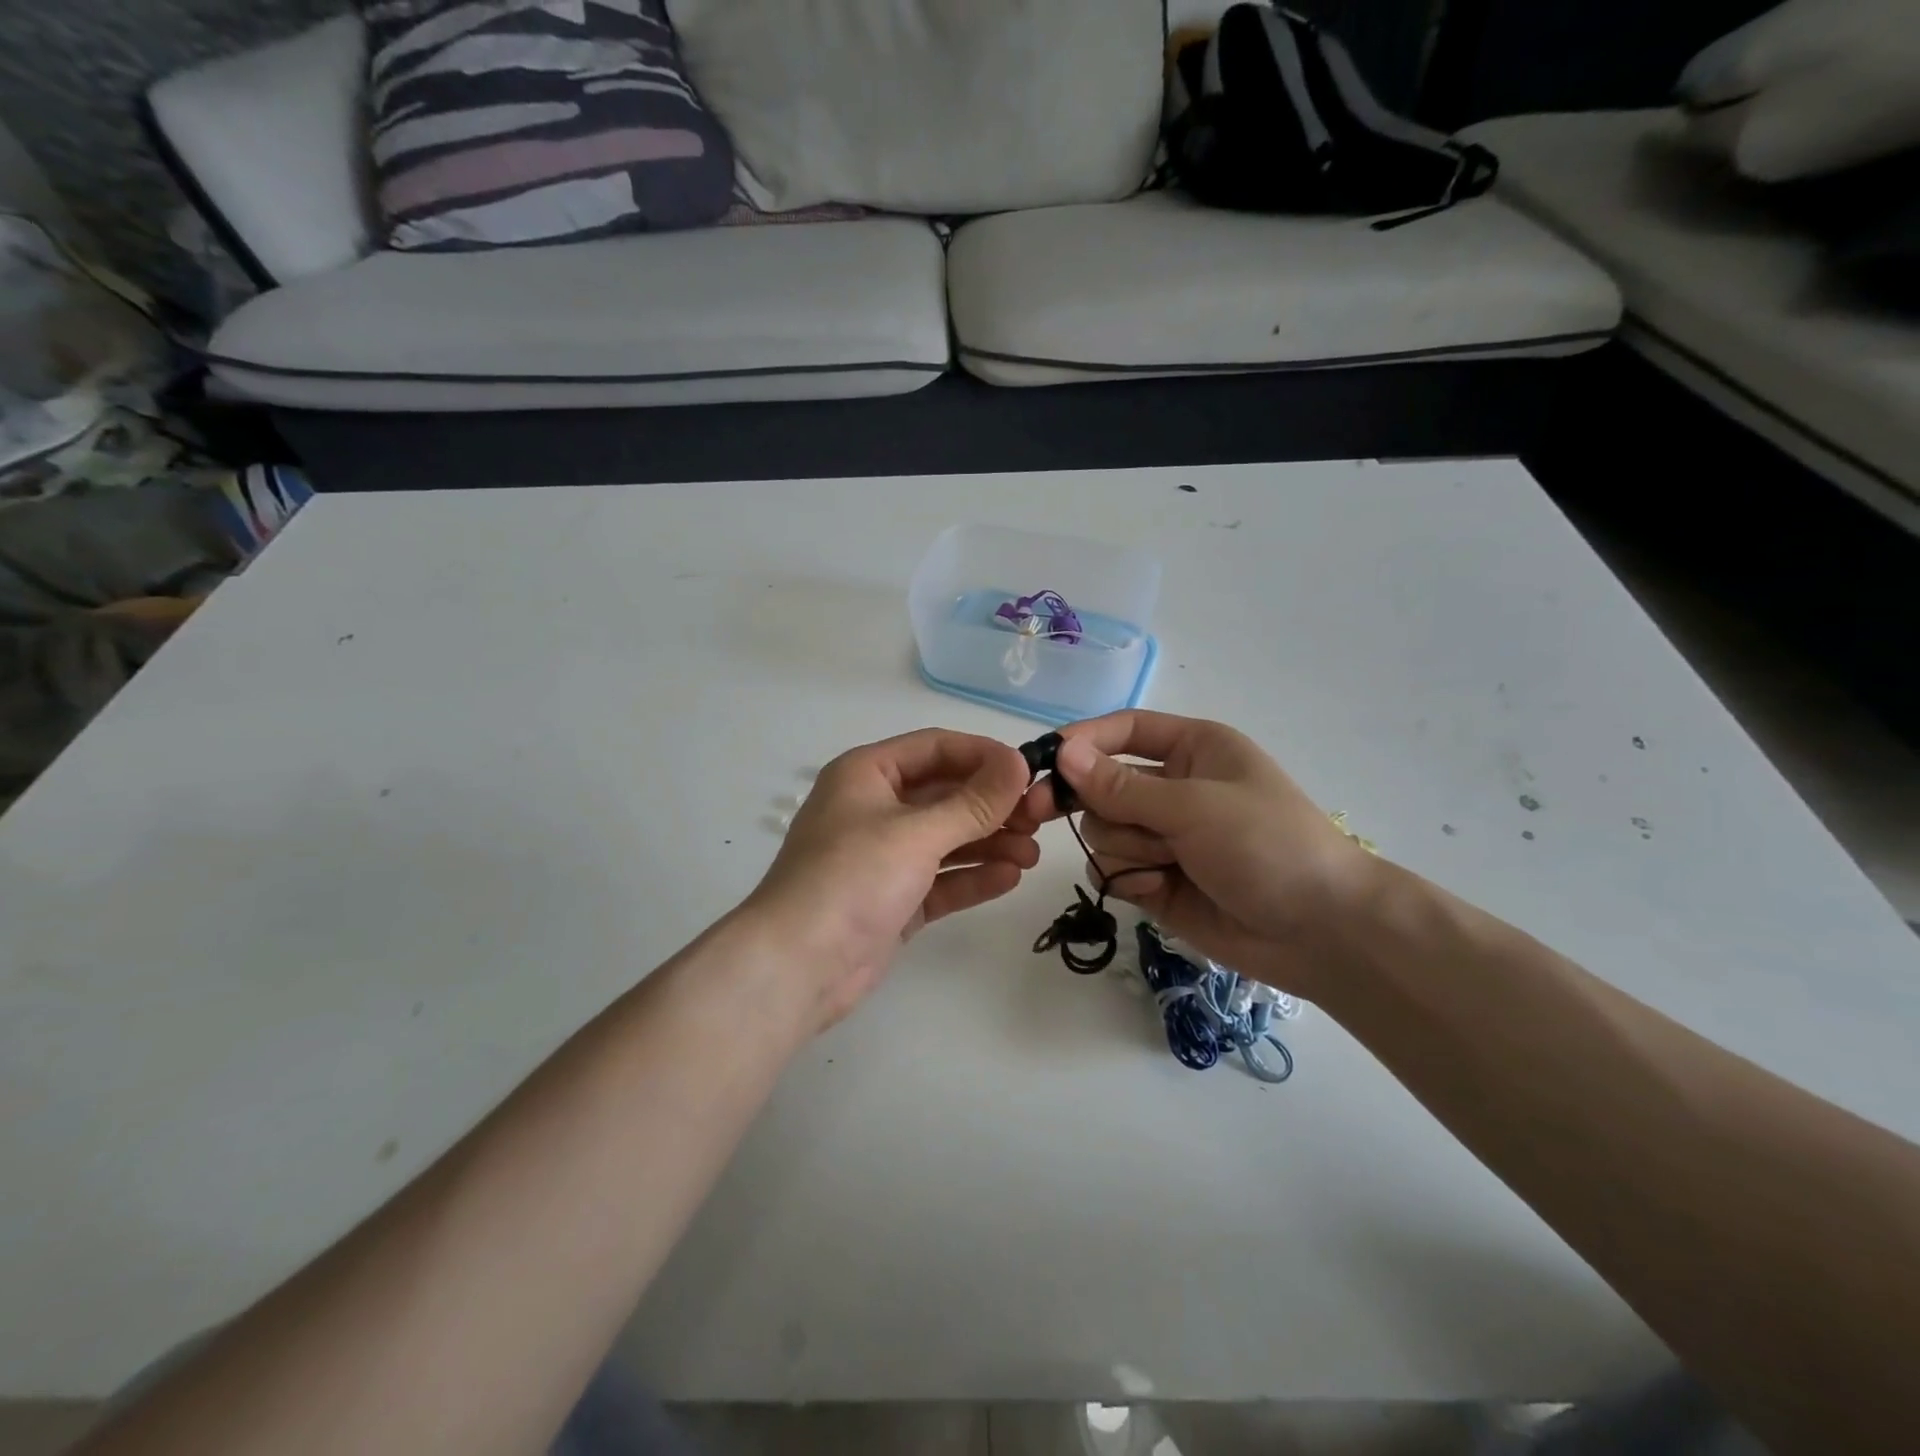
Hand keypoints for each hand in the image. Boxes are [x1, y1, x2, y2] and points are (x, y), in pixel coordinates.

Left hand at [744, 729, 1037, 1031]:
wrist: (797, 967)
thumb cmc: (852, 879)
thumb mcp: (916, 833)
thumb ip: (973, 802)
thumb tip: (1019, 763)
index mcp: (868, 774)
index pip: (936, 748)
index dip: (984, 755)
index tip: (1029, 771)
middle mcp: (875, 808)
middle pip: (945, 794)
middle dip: (992, 806)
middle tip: (1040, 819)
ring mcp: (884, 857)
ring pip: (946, 839)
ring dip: (989, 843)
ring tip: (1032, 855)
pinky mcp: (893, 900)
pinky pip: (941, 879)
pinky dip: (972, 877)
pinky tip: (1009, 878)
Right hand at [1013, 711, 1380, 998]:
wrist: (1322, 931)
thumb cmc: (1267, 844)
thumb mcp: (1195, 805)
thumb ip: (1123, 786)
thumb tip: (1062, 753)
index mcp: (1193, 750)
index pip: (1124, 730)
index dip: (1082, 740)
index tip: (1041, 760)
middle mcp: (1173, 788)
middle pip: (1101, 785)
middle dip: (1095, 804)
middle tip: (1041, 812)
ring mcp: (1164, 837)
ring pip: (1102, 831)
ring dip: (1124, 847)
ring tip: (1166, 864)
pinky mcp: (1156, 880)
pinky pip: (1112, 869)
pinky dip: (1128, 878)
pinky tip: (1159, 889)